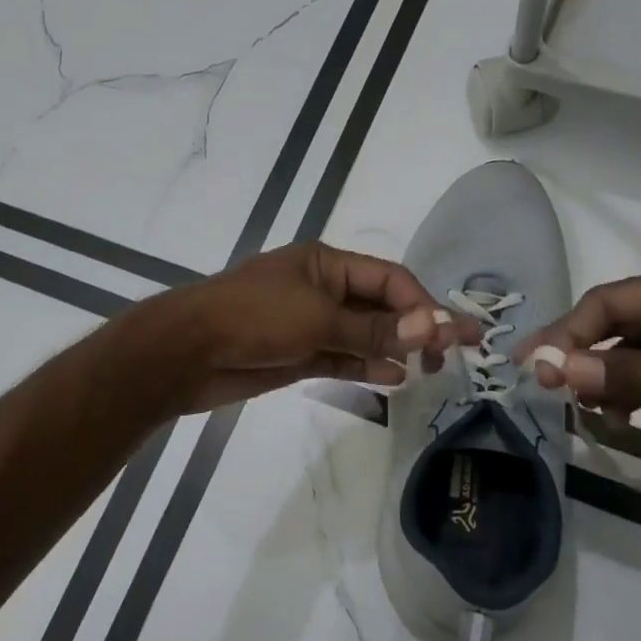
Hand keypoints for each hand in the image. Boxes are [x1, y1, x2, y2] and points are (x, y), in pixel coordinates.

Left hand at [142, 243, 477, 412]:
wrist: (188, 353)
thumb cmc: (253, 319)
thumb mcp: (318, 319)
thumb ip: (374, 329)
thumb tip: (432, 327)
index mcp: (326, 263)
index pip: (389, 279)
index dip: (423, 304)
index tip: (452, 334)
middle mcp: (322, 289)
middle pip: (381, 306)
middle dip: (416, 327)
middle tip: (451, 354)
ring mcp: (309, 323)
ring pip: (364, 334)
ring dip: (395, 349)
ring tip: (428, 370)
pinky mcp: (298, 353)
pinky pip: (343, 356)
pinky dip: (367, 365)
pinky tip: (394, 377)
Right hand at [515, 259, 640, 486]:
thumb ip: (626, 373)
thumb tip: (558, 370)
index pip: (610, 301)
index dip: (567, 331)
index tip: (534, 364)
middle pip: (619, 325)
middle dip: (582, 354)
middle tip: (546, 386)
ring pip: (635, 354)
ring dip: (605, 378)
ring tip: (583, 408)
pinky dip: (632, 393)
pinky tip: (618, 417)